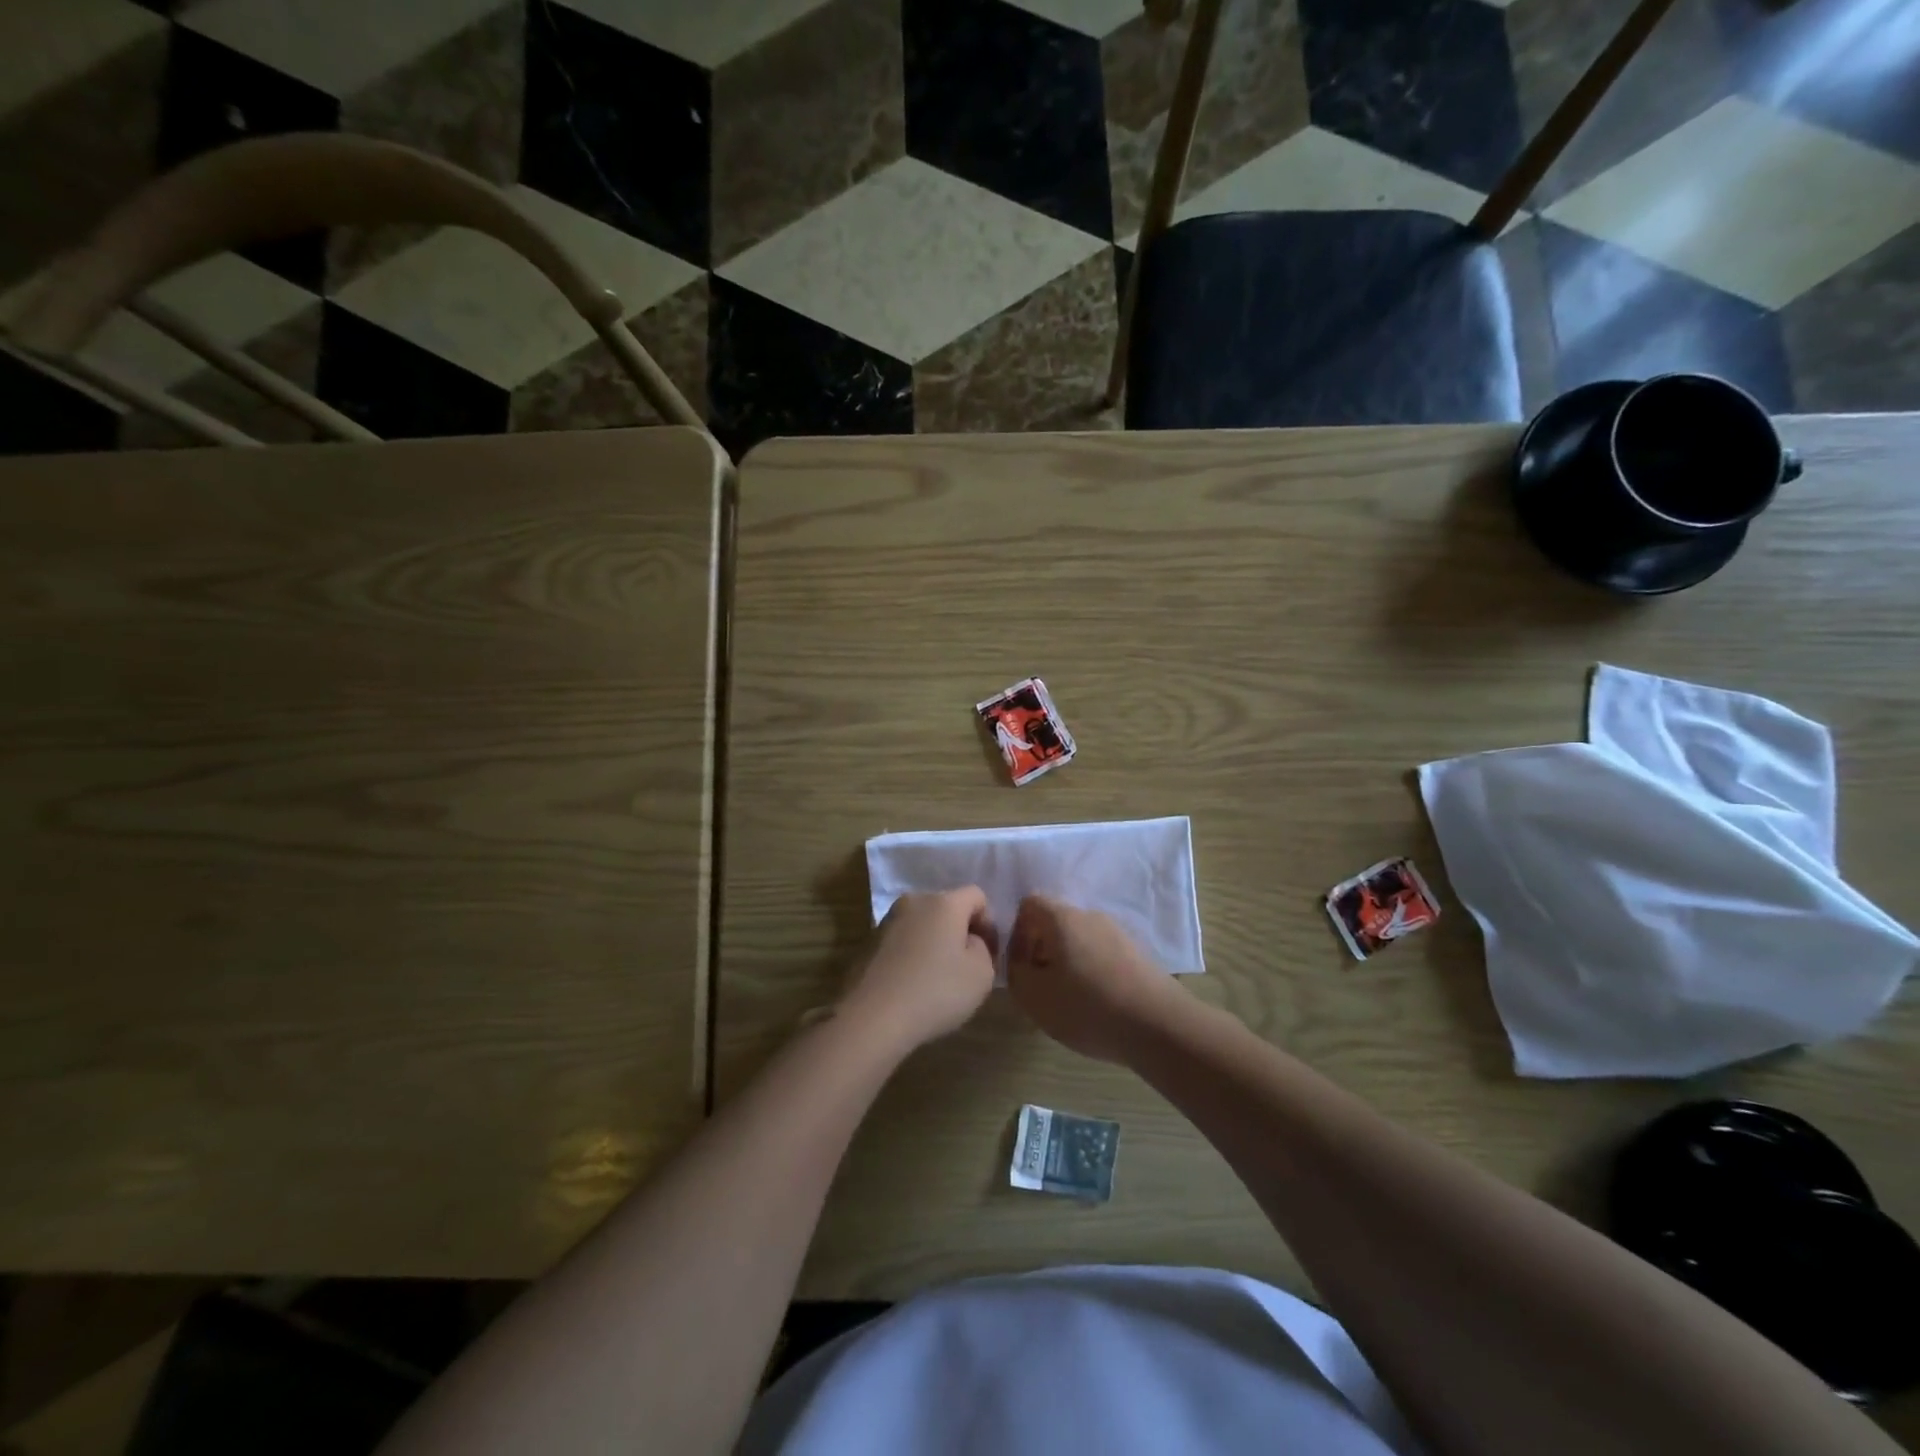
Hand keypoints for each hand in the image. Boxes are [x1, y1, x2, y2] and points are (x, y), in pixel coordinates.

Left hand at [840, 888, 997, 1051]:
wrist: (873, 1017)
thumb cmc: (936, 991)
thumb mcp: (982, 974)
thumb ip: (983, 949)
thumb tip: (968, 941)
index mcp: (944, 902)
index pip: (977, 896)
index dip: (989, 923)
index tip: (989, 955)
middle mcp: (914, 902)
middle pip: (948, 908)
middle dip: (961, 932)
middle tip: (966, 968)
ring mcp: (887, 921)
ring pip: (923, 925)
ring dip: (935, 944)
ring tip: (937, 980)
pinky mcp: (868, 943)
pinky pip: (902, 942)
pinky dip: (913, 956)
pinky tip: (913, 986)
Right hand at [1005, 896, 1183, 1062]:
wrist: (1158, 1025)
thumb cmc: (1086, 1006)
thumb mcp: (1033, 995)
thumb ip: (1016, 972)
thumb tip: (1023, 961)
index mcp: (1062, 917)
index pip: (1029, 904)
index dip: (1017, 933)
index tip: (1021, 966)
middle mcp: (1090, 916)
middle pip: (1055, 923)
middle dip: (1042, 951)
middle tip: (1041, 987)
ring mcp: (1118, 934)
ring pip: (1080, 941)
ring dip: (1067, 964)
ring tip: (1069, 1001)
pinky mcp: (1137, 955)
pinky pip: (1102, 956)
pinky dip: (1091, 974)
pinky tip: (1096, 1006)